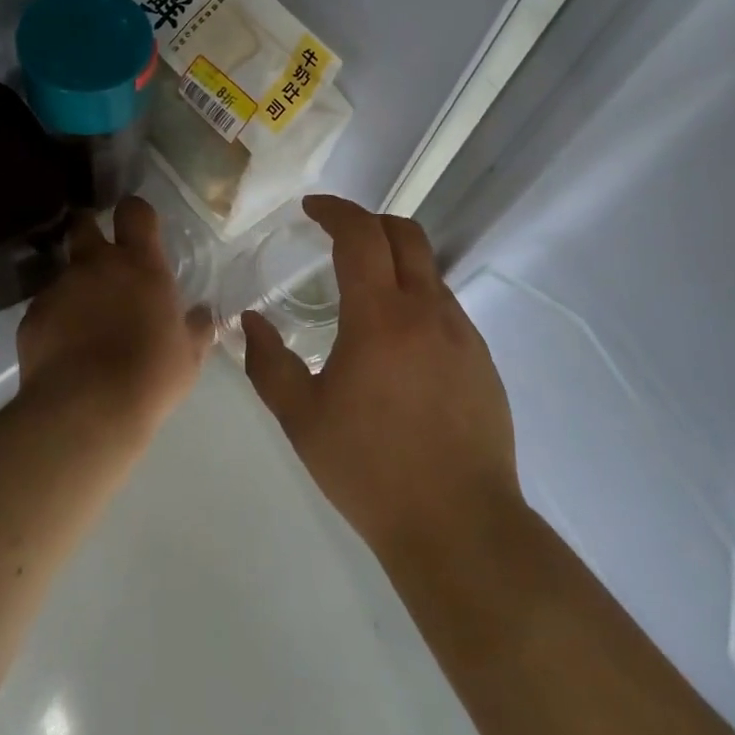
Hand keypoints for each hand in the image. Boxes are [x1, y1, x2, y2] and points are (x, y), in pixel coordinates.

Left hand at [18, 197, 212, 436]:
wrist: (86, 410)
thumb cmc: (150, 376)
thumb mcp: (189, 355)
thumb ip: (196, 328)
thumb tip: (204, 314)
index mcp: (140, 265)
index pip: (135, 212)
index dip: (136, 213)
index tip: (138, 227)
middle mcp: (96, 265)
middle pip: (84, 224)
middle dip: (89, 230)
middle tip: (101, 256)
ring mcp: (59, 288)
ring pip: (64, 271)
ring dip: (75, 286)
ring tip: (85, 322)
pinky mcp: (31, 317)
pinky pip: (46, 308)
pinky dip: (55, 320)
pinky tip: (65, 350)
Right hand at [241, 195, 521, 563]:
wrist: (459, 524)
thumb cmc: (369, 469)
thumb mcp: (301, 418)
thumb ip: (268, 362)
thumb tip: (251, 322)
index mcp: (380, 316)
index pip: (360, 234)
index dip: (335, 210)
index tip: (311, 209)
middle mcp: (427, 310)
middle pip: (405, 234)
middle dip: (369, 222)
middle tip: (338, 238)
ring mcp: (463, 333)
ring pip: (429, 270)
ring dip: (395, 262)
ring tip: (365, 295)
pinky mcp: (483, 360)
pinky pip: (446, 307)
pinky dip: (417, 299)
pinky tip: (398, 344)